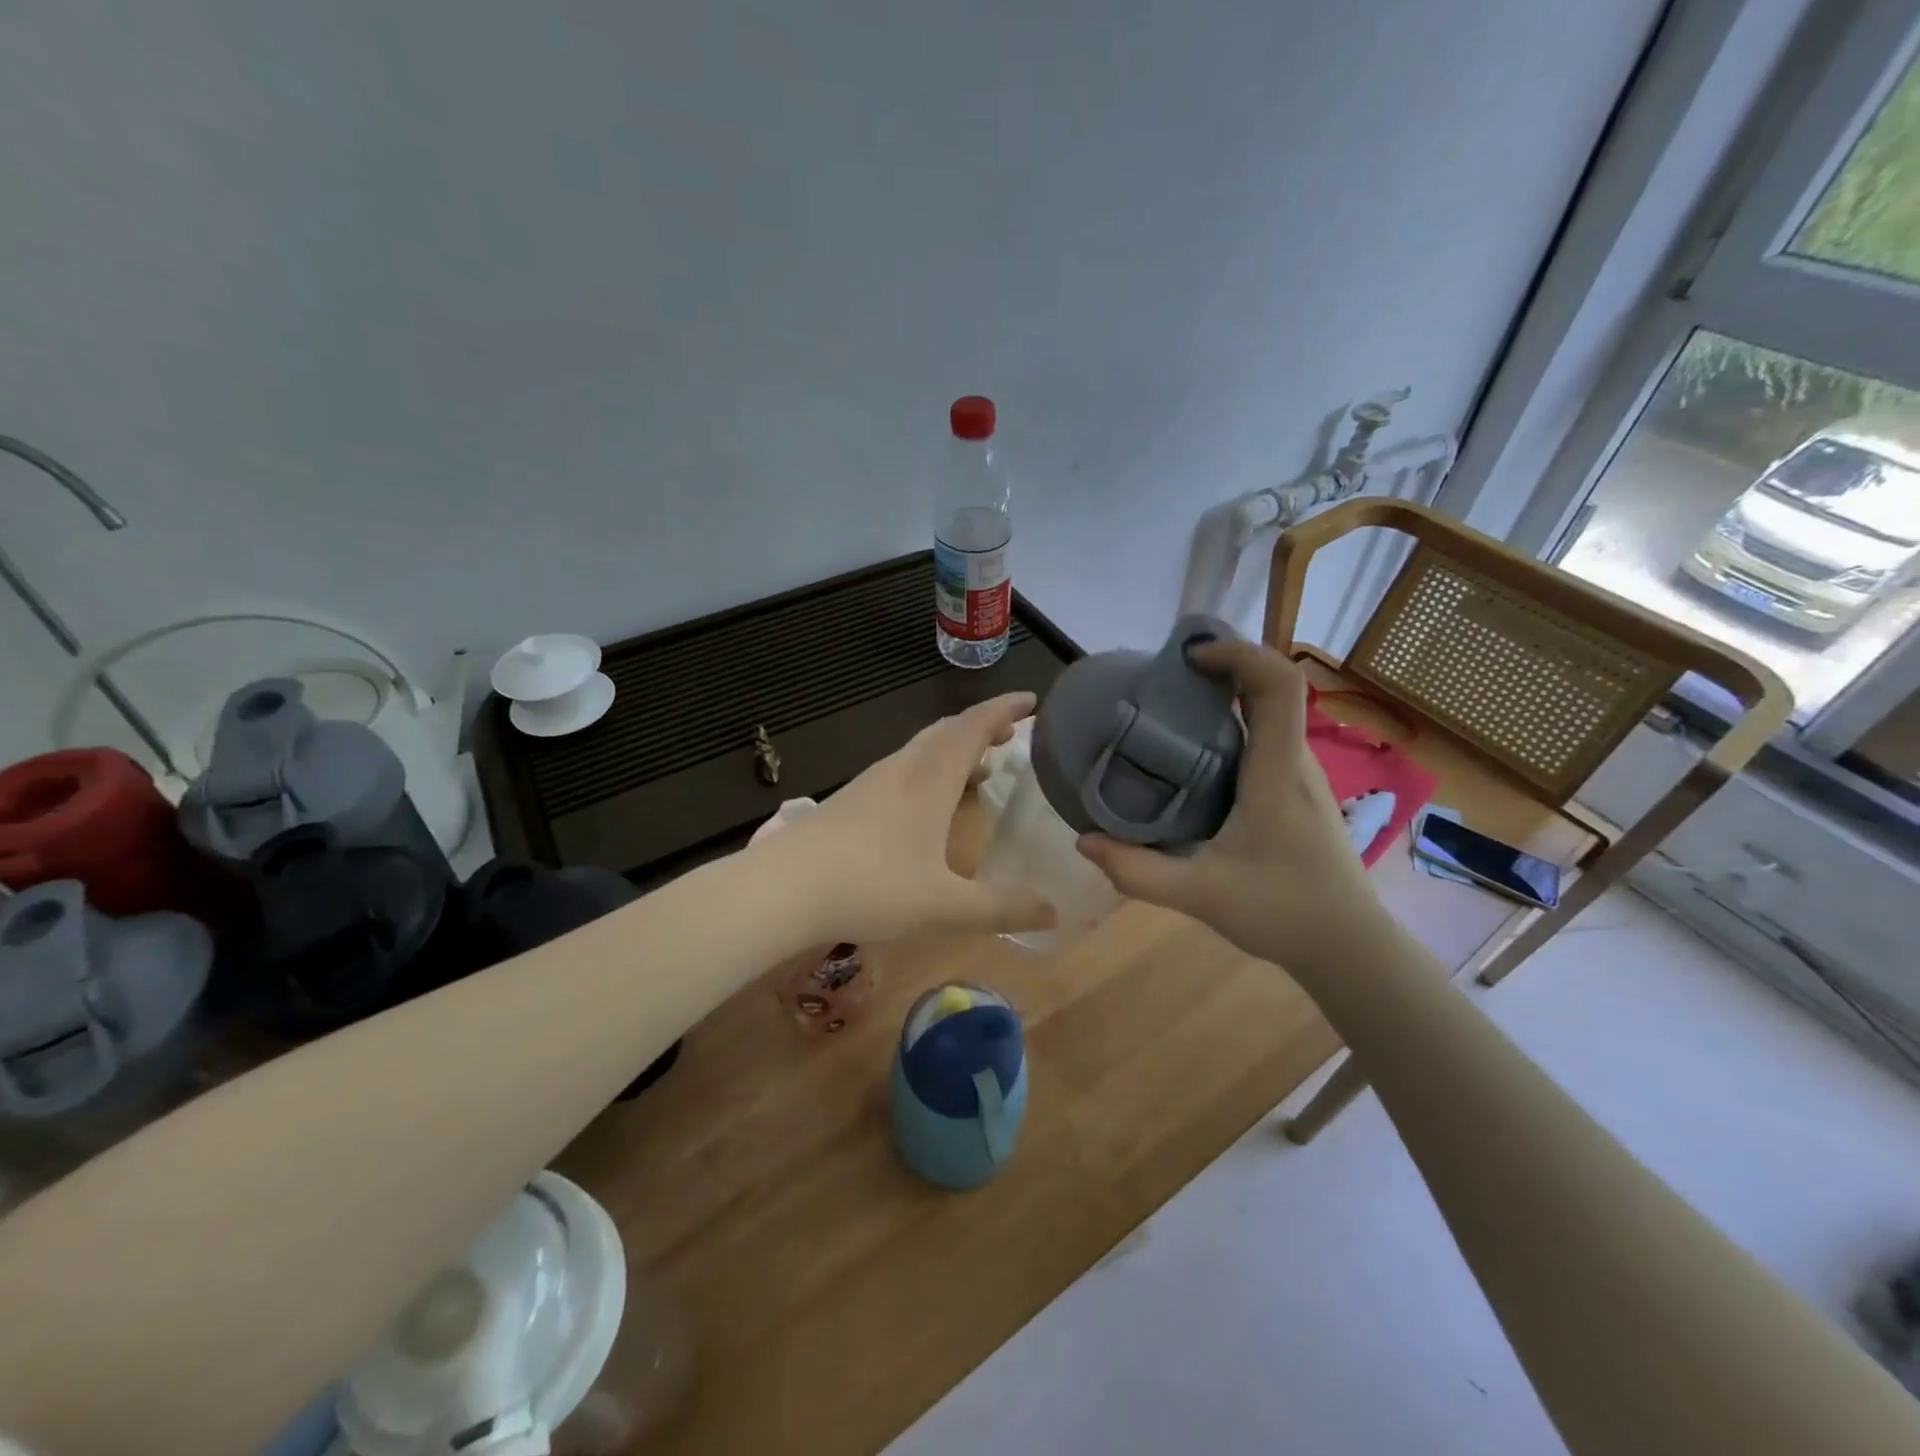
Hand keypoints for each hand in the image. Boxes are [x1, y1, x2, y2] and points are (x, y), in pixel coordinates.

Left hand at [756, 693, 1055, 944]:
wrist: (781, 889)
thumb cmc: (870, 889)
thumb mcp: (944, 907)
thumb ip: (1001, 910)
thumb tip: (1054, 913)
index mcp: (929, 780)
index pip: (974, 727)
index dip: (1005, 710)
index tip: (1033, 702)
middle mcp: (902, 770)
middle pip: (947, 731)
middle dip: (982, 727)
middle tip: (1012, 737)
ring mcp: (871, 783)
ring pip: (921, 750)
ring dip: (954, 749)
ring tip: (978, 768)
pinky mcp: (849, 801)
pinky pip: (902, 770)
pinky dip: (929, 771)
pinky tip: (926, 806)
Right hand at [1076, 641, 1381, 973]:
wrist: (1349, 948)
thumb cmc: (1282, 912)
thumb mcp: (1199, 894)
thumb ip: (1136, 870)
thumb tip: (1083, 841)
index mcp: (1277, 772)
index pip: (1278, 685)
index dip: (1239, 654)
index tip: (1190, 657)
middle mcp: (1296, 763)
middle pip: (1271, 691)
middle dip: (1221, 672)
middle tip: (1163, 684)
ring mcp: (1303, 778)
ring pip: (1269, 717)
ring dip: (1226, 702)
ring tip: (1170, 718)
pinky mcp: (1301, 795)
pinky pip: (1267, 743)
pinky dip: (1232, 732)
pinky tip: (1194, 765)